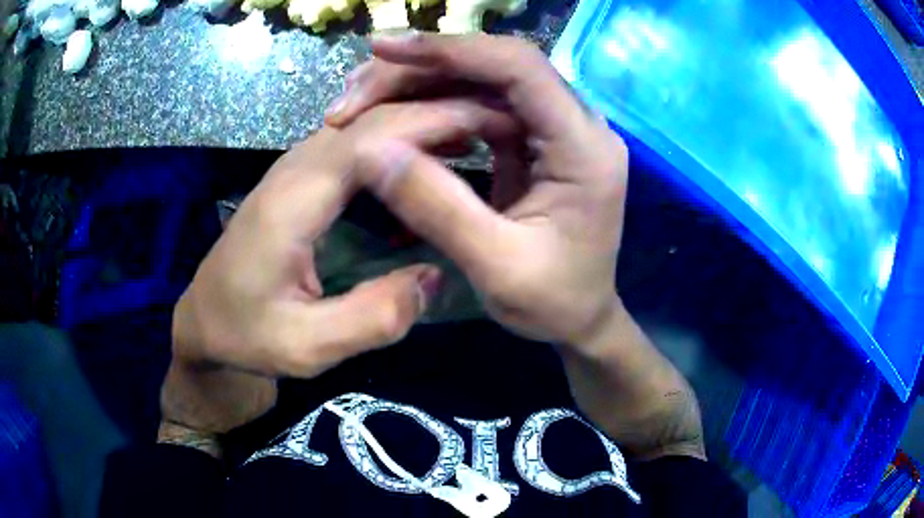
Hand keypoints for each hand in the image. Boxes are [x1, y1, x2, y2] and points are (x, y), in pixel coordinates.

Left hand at [163, 98, 516, 434]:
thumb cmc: (245, 335)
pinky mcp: (302, 180)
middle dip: (437, 111)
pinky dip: (401, 137)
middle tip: (497, 123)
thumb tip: (434, 277)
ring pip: (365, 123)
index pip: (370, 139)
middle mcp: (295, 170)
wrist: (203, 322)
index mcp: (293, 201)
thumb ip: (370, 319)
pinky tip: (430, 153)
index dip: (431, 125)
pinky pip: (358, 142)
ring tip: (477, 130)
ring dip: (421, 117)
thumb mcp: (305, 348)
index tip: (488, 128)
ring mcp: (296, 170)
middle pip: (371, 119)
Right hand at [326, 33, 629, 347]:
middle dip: (422, 68)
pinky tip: (397, 114)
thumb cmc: (552, 303)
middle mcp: (578, 125)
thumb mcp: (496, 268)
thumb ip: (438, 209)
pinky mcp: (535, 140)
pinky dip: (436, 105)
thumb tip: (371, 150)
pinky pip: (482, 105)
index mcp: (585, 149)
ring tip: (362, 98)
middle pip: (497, 67)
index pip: (520, 69)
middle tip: (355, 88)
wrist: (580, 319)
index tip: (384, 49)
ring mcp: (556, 129)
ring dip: (422, 83)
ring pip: (484, 82)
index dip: (452, 49)